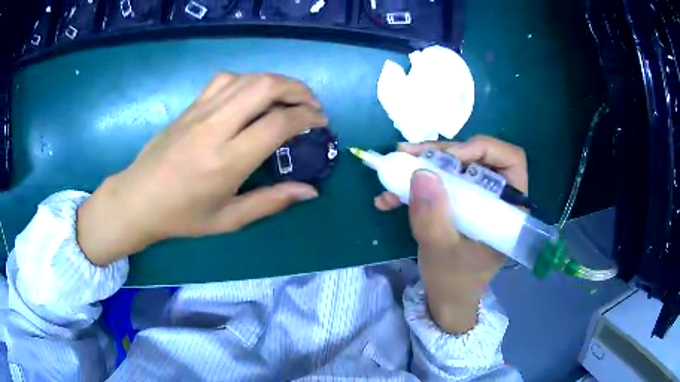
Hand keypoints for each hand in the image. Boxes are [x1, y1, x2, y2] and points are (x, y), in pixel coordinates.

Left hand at [77, 73, 326, 265]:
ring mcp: (200, 112)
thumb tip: (310, 191)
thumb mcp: (228, 220)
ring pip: (247, 78)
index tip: (320, 122)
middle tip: (311, 104)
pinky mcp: (190, 107)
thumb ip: (271, 202)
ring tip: (289, 98)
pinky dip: (248, 81)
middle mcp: (215, 127)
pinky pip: (225, 80)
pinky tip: (251, 96)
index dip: (307, 117)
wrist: (138, 199)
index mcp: (227, 160)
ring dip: (276, 82)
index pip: (278, 123)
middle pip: (265, 86)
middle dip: (297, 89)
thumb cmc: (182, 216)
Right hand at [375, 135, 527, 332]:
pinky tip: (389, 196)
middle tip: (407, 155)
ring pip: (455, 165)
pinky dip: (415, 184)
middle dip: (441, 153)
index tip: (451, 158)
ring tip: (393, 167)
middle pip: (476, 156)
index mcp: (509, 208)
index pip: (510, 160)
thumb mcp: (441, 252)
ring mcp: (476, 198)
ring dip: (423, 164)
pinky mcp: (458, 202)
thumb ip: (433, 217)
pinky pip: (440, 181)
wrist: (446, 299)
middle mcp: (496, 197)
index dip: (482, 149)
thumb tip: (421, 172)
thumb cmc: (454, 281)